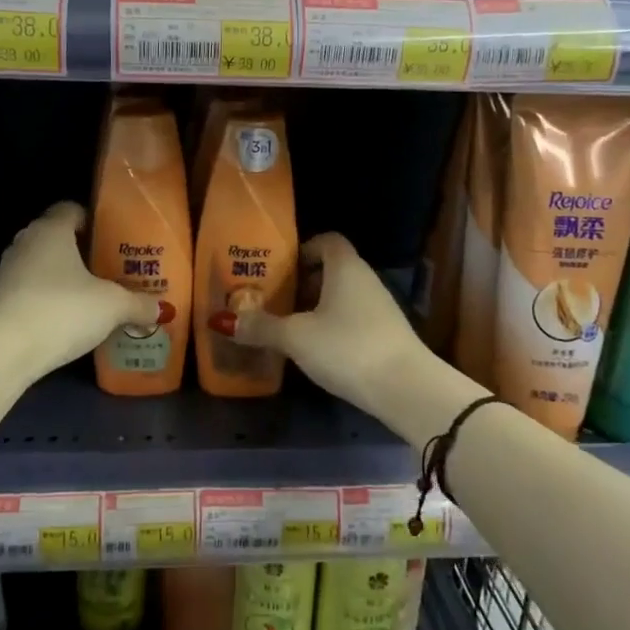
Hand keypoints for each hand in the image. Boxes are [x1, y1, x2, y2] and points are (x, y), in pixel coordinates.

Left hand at [0, 202, 161, 373]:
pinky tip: (67, 317)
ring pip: (42, 263)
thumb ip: (139, 304)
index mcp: (51, 229)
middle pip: (56, 236)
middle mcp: (26, 241)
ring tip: (91, 294)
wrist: (7, 350)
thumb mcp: (113, 306)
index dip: (93, 220)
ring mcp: (8, 271)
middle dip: (80, 250)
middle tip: (109, 268)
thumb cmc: (64, 309)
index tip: (113, 238)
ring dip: (62, 275)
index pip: (71, 209)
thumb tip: (164, 309)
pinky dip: (48, 297)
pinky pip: (31, 288)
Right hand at [225, 233, 432, 416]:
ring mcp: (381, 308)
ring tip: (290, 328)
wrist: (406, 389)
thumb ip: (260, 327)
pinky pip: (354, 318)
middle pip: (332, 269)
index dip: (303, 250)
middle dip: (303, 283)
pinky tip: (317, 350)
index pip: (327, 240)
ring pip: (343, 296)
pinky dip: (334, 327)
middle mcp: (366, 279)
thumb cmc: (346, 347)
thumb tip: (222, 321)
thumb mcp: (296, 337)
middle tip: (275, 301)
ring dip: (318, 308)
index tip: (280, 269)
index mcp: (345, 267)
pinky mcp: (387, 335)